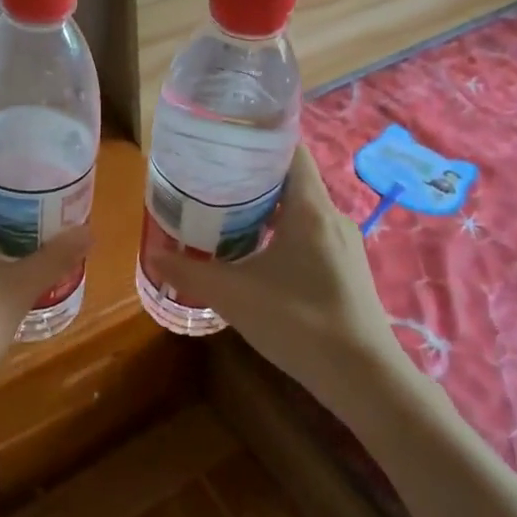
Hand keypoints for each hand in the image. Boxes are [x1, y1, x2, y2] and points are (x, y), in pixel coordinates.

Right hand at [157, 148, 415, 424]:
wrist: (362, 377)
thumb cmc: (299, 322)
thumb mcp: (234, 295)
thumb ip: (190, 272)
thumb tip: (154, 254)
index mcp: (310, 208)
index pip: (290, 150)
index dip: (258, 139)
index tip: (223, 142)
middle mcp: (332, 217)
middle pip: (291, 179)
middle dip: (252, 177)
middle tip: (211, 180)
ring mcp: (344, 245)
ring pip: (300, 210)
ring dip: (266, 209)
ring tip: (225, 215)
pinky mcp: (347, 270)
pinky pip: (310, 235)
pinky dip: (282, 234)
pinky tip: (256, 255)